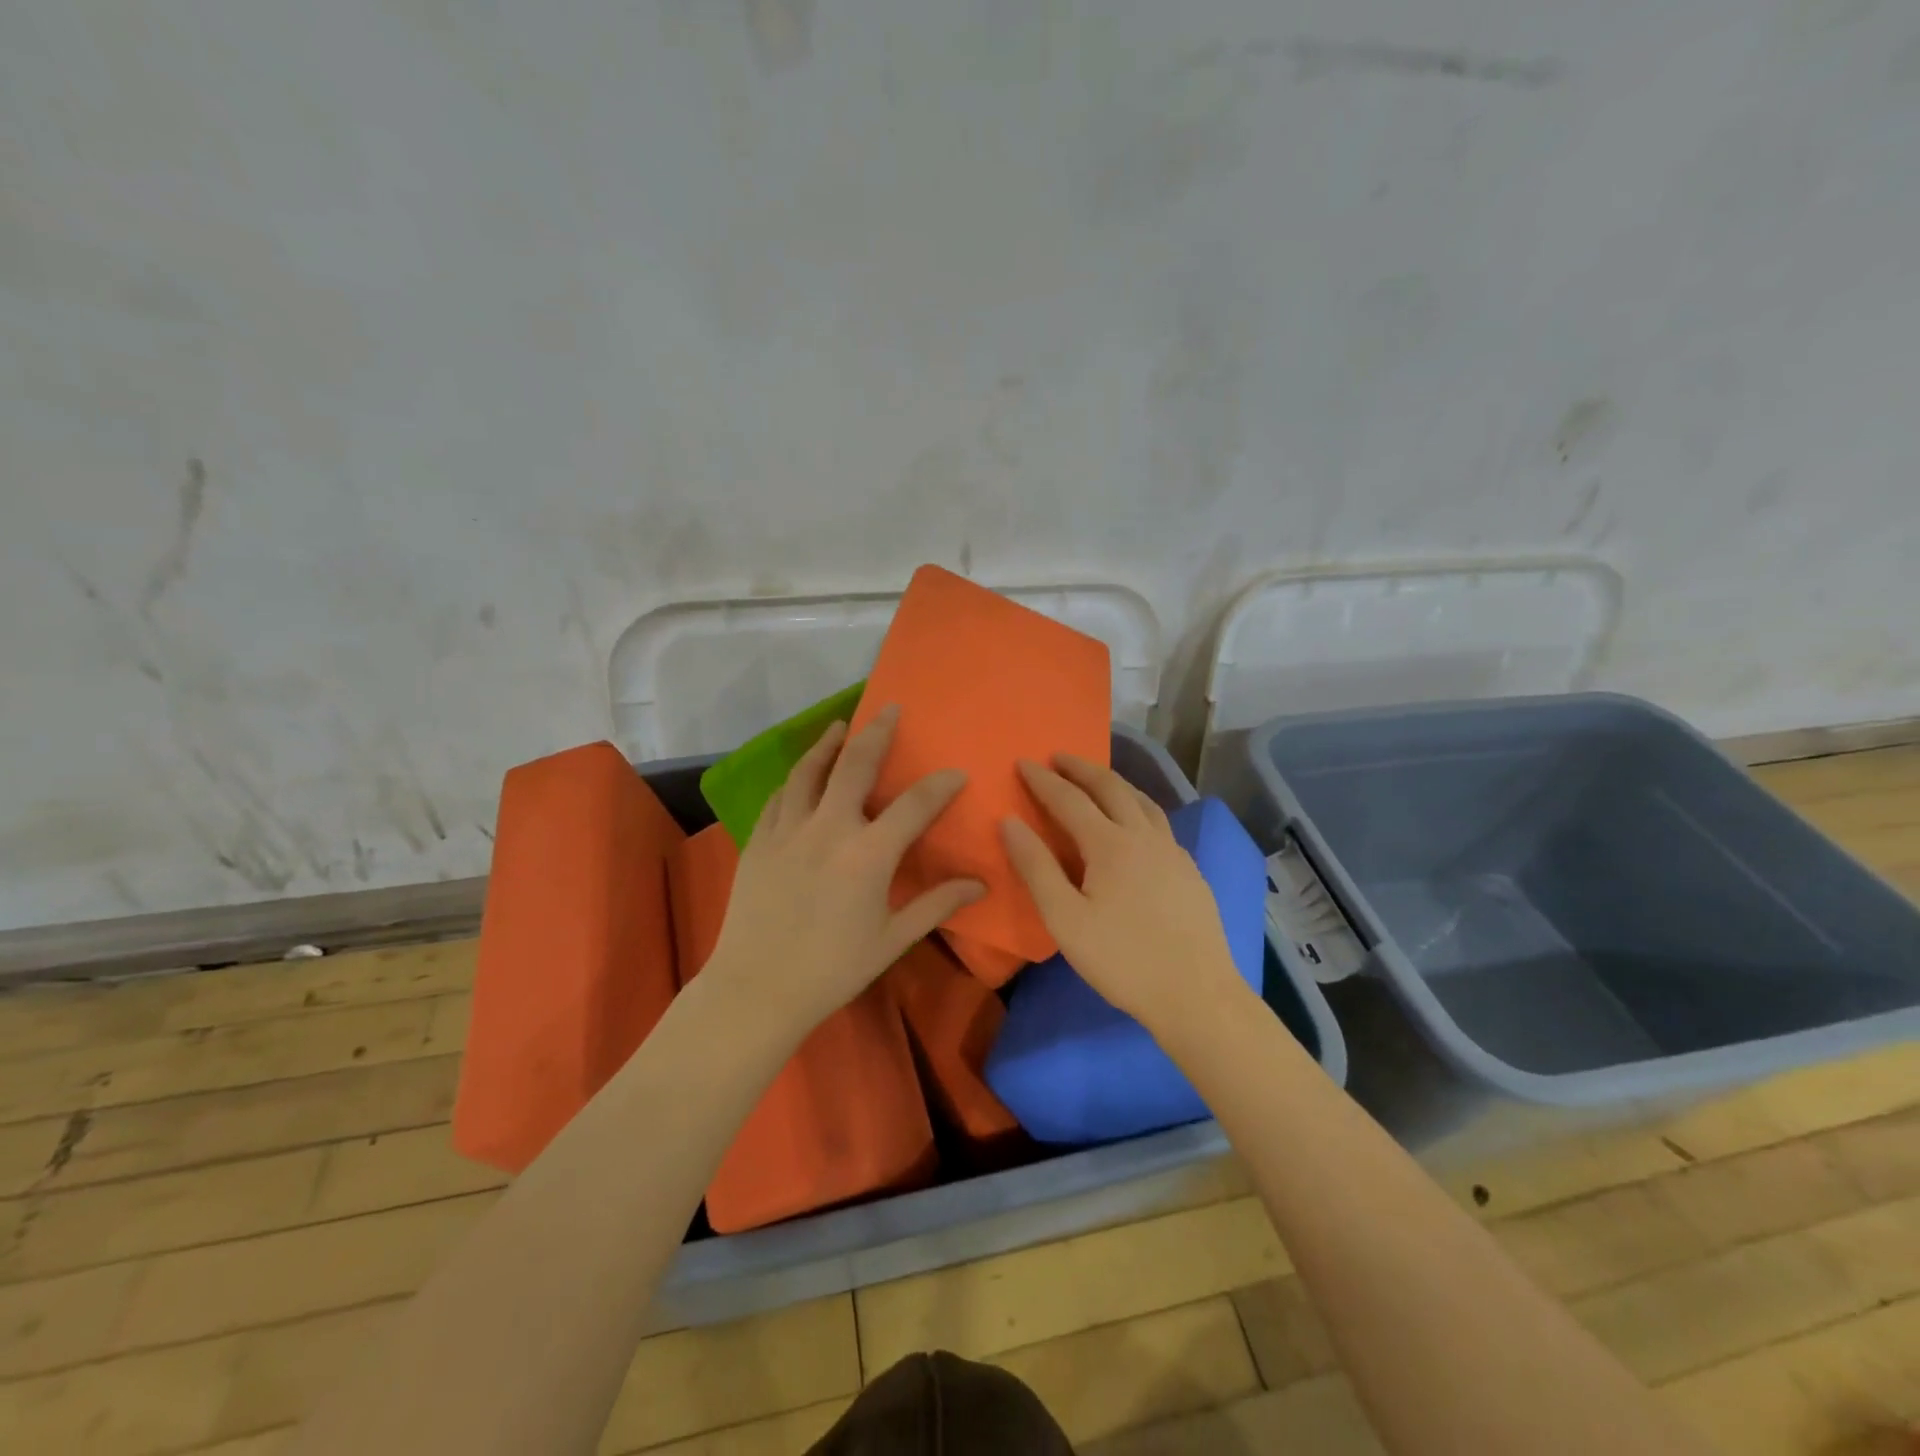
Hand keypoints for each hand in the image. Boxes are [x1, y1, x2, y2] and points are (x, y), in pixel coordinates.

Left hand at [707, 705, 984, 1032]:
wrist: (757, 989)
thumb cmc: (832, 969)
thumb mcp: (892, 940)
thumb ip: (936, 904)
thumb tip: (980, 884)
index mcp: (868, 855)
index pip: (914, 806)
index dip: (939, 785)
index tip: (955, 773)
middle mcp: (828, 829)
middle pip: (855, 766)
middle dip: (876, 733)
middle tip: (889, 709)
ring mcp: (788, 830)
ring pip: (808, 771)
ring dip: (828, 745)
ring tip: (840, 727)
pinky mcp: (759, 841)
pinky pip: (779, 796)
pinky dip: (796, 778)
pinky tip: (802, 775)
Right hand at [1001, 754, 1242, 1029]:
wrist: (1197, 995)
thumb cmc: (1122, 960)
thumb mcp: (1065, 919)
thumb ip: (1036, 867)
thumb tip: (1009, 822)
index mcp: (1111, 844)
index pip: (1070, 799)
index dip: (1044, 780)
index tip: (1023, 761)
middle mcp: (1145, 836)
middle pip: (1112, 787)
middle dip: (1082, 768)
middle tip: (1059, 756)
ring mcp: (1174, 852)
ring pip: (1142, 801)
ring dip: (1115, 783)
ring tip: (1097, 779)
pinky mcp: (1190, 871)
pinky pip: (1159, 823)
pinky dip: (1138, 807)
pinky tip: (1136, 825)